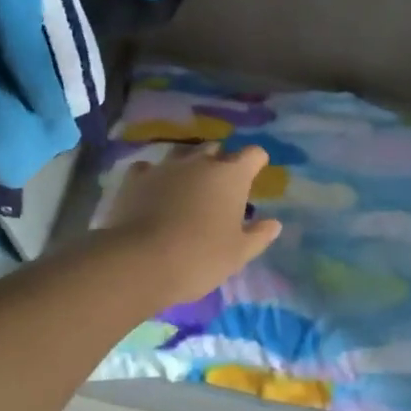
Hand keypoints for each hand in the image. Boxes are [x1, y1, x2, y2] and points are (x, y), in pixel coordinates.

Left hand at [101, 144, 283, 306]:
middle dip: (221, 162)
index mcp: (231, 175)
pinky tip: (153, 191)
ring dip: (188, 165)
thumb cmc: (200, 257)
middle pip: (216, 149)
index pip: (253, 154)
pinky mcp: (136, 177)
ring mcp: (165, 166)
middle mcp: (200, 161)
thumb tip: (274, 224)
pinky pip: (149, 168)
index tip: (256, 174)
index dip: (256, 162)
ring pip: (182, 153)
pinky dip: (154, 176)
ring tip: (187, 186)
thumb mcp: (238, 254)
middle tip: (220, 187)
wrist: (140, 261)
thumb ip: (259, 235)